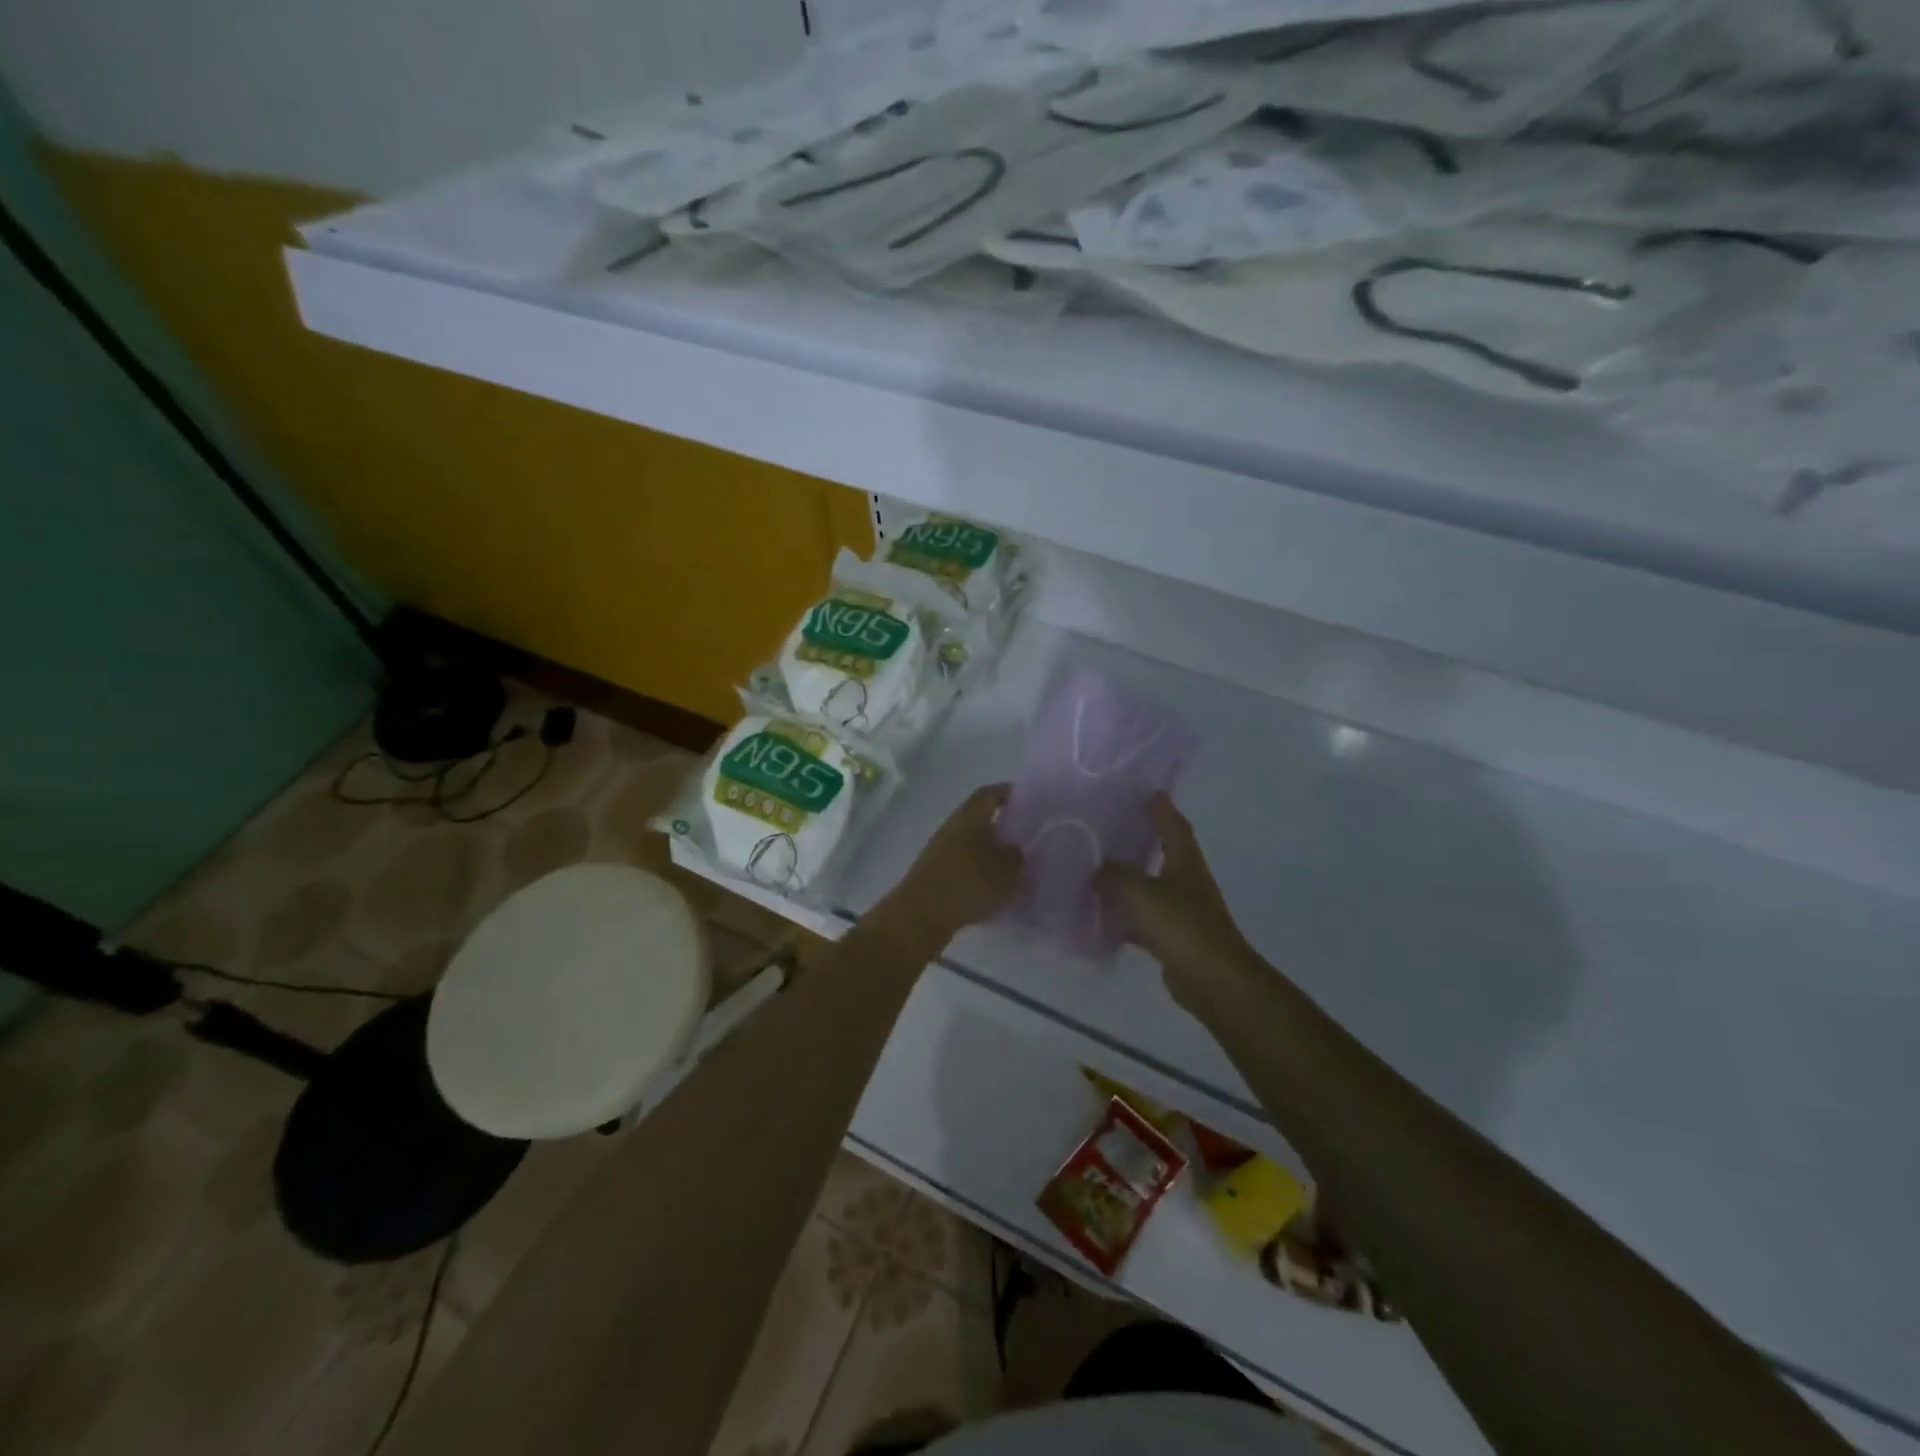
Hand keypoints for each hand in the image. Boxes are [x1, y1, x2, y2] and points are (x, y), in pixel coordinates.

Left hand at [877, 784, 1024, 949]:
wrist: (921, 914)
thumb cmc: (969, 883)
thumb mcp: (1006, 870)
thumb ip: (1017, 857)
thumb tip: (1016, 850)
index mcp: (970, 816)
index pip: (990, 794)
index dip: (1007, 793)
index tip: (1026, 800)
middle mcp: (952, 827)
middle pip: (978, 818)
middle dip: (1000, 826)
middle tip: (1023, 838)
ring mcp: (938, 850)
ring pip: (969, 843)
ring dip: (988, 851)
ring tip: (1010, 868)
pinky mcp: (933, 873)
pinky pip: (961, 864)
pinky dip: (976, 871)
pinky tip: (990, 889)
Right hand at [1095, 794, 1254, 1002]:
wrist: (1213, 980)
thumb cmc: (1182, 926)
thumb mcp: (1141, 892)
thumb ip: (1115, 876)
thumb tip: (1098, 870)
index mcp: (1185, 862)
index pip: (1174, 825)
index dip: (1161, 809)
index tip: (1147, 793)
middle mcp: (1186, 881)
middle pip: (1162, 853)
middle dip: (1140, 841)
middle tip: (1109, 828)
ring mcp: (1181, 911)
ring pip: (1149, 887)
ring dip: (1128, 880)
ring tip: (1095, 870)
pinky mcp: (1173, 938)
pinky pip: (1143, 919)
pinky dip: (1125, 917)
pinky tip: (1101, 919)